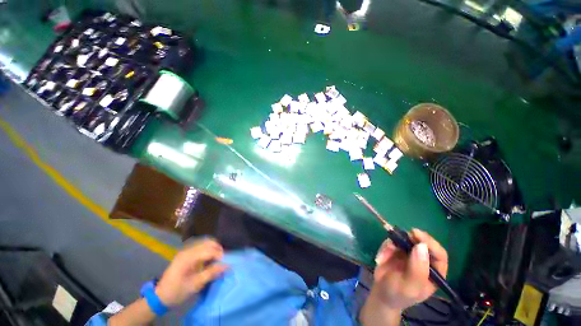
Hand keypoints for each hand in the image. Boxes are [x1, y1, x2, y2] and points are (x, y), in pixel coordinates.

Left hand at [155, 238, 227, 306]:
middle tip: (224, 259)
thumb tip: (227, 266)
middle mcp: (188, 250)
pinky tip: (210, 259)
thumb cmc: (178, 291)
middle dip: (218, 249)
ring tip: (218, 259)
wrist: (160, 296)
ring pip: (206, 243)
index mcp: (189, 257)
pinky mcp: (186, 253)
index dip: (220, 254)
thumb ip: (211, 273)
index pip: (209, 250)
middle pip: (208, 242)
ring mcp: (186, 250)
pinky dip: (208, 250)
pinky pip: (201, 246)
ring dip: (214, 248)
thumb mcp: (195, 285)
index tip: (227, 262)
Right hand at [371, 229, 447, 310]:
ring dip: (391, 246)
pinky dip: (384, 248)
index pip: (439, 254)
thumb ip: (417, 270)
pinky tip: (380, 259)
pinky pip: (391, 242)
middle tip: (397, 236)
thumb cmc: (398, 294)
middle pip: (421, 242)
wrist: (381, 293)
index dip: (430, 242)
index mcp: (434, 273)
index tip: (416, 234)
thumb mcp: (409, 287)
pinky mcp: (396, 250)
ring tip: (383, 257)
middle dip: (407, 239)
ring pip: (403, 240)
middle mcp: (423, 261)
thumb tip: (421, 246)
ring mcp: (409, 254)